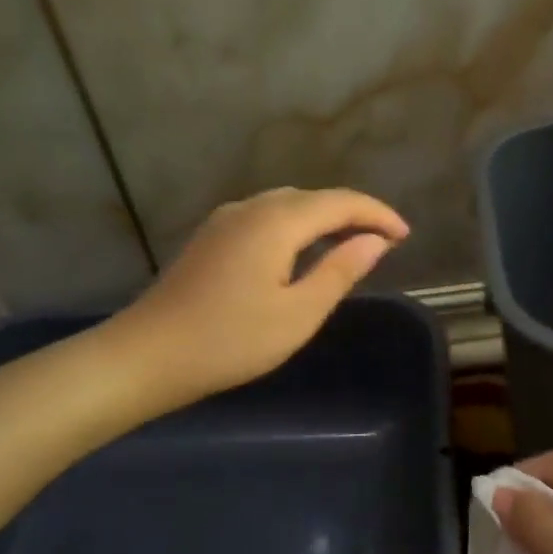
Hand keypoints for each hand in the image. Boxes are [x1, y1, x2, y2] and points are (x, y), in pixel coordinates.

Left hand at [105, 187, 407, 409]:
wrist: (147, 356)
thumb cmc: (230, 341)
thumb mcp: (298, 313)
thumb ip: (340, 271)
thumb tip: (374, 241)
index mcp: (277, 222)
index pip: (341, 202)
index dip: (378, 214)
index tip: (405, 236)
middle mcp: (251, 208)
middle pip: (314, 198)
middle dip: (354, 213)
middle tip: (384, 242)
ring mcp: (225, 221)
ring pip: (288, 205)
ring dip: (324, 218)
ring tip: (350, 244)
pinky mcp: (211, 238)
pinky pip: (267, 217)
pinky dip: (296, 226)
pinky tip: (301, 251)